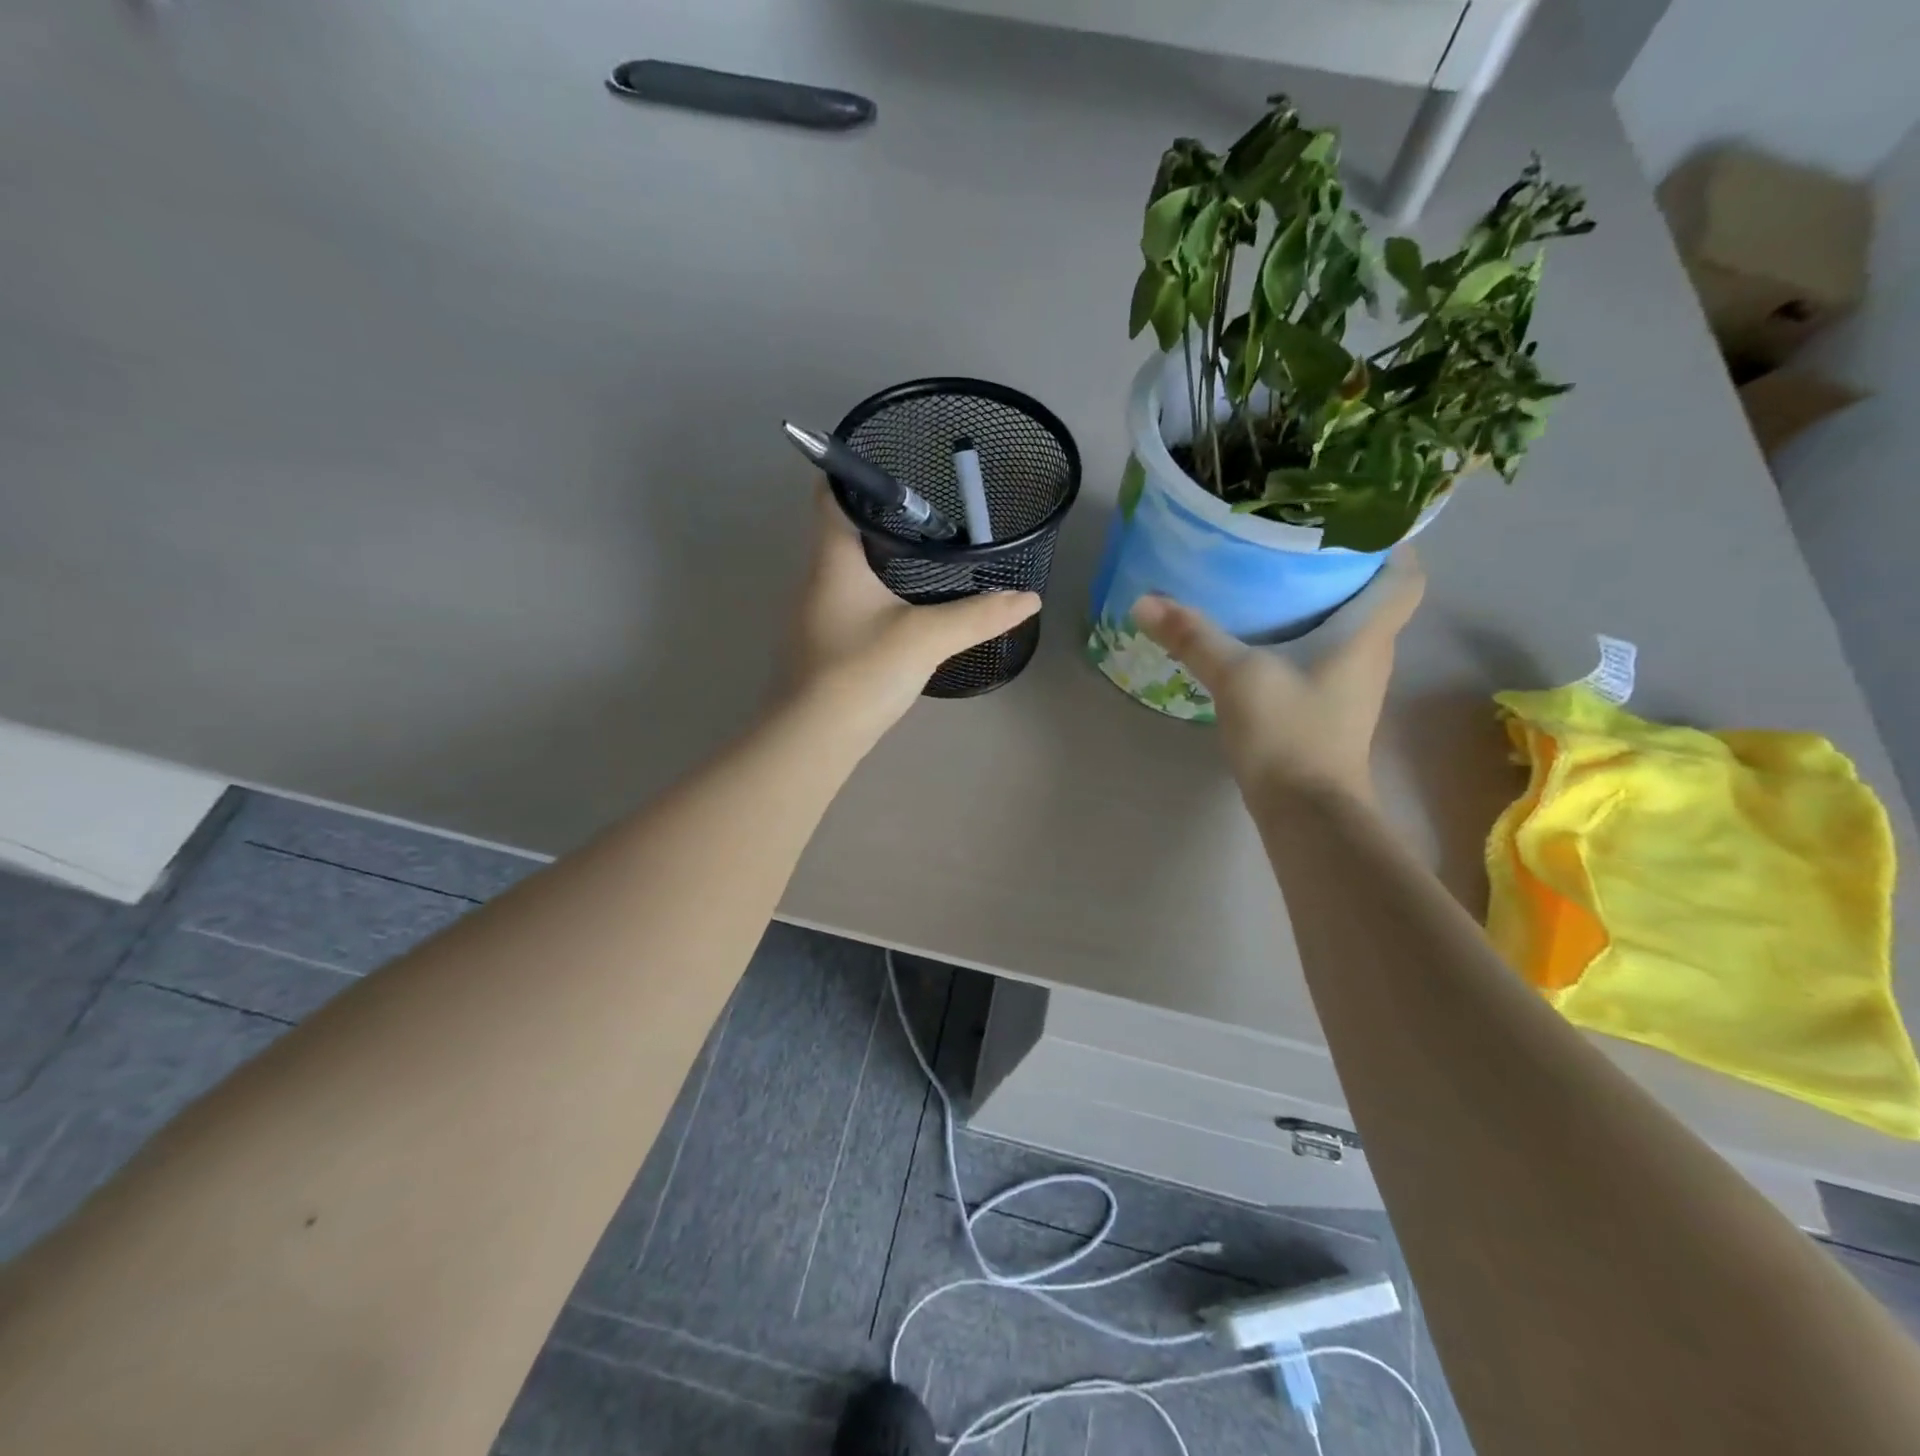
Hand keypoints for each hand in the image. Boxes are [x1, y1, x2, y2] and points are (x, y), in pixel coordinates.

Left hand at [785, 486, 1039, 736]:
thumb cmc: (861, 672)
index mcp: (833, 561)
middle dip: (880, 516)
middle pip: (840, 530)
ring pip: (846, 569)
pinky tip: (904, 606)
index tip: (894, 465)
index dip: (854, 472)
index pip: (830, 495)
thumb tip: (1029, 598)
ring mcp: (815, 614)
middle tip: (929, 512)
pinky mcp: (822, 645)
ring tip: (925, 553)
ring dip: (878, 556)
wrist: (813, 739)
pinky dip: (876, 591)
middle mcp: (816, 580)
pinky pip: (850, 601)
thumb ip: (978, 616)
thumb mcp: (926, 638)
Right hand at [1132, 551, 1425, 802]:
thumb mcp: (1236, 676)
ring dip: (1323, 604)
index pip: (1404, 576)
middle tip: (1297, 542)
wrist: (1307, 811)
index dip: (1391, 543)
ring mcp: (1353, 686)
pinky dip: (1306, 639)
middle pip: (1373, 598)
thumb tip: (1144, 601)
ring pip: (1349, 629)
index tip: (1355, 520)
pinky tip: (1267, 638)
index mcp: (1366, 633)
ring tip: (1277, 579)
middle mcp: (1371, 654)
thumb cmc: (1288, 733)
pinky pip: (1327, 657)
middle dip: (1343, 568)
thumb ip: (1193, 636)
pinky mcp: (1331, 709)